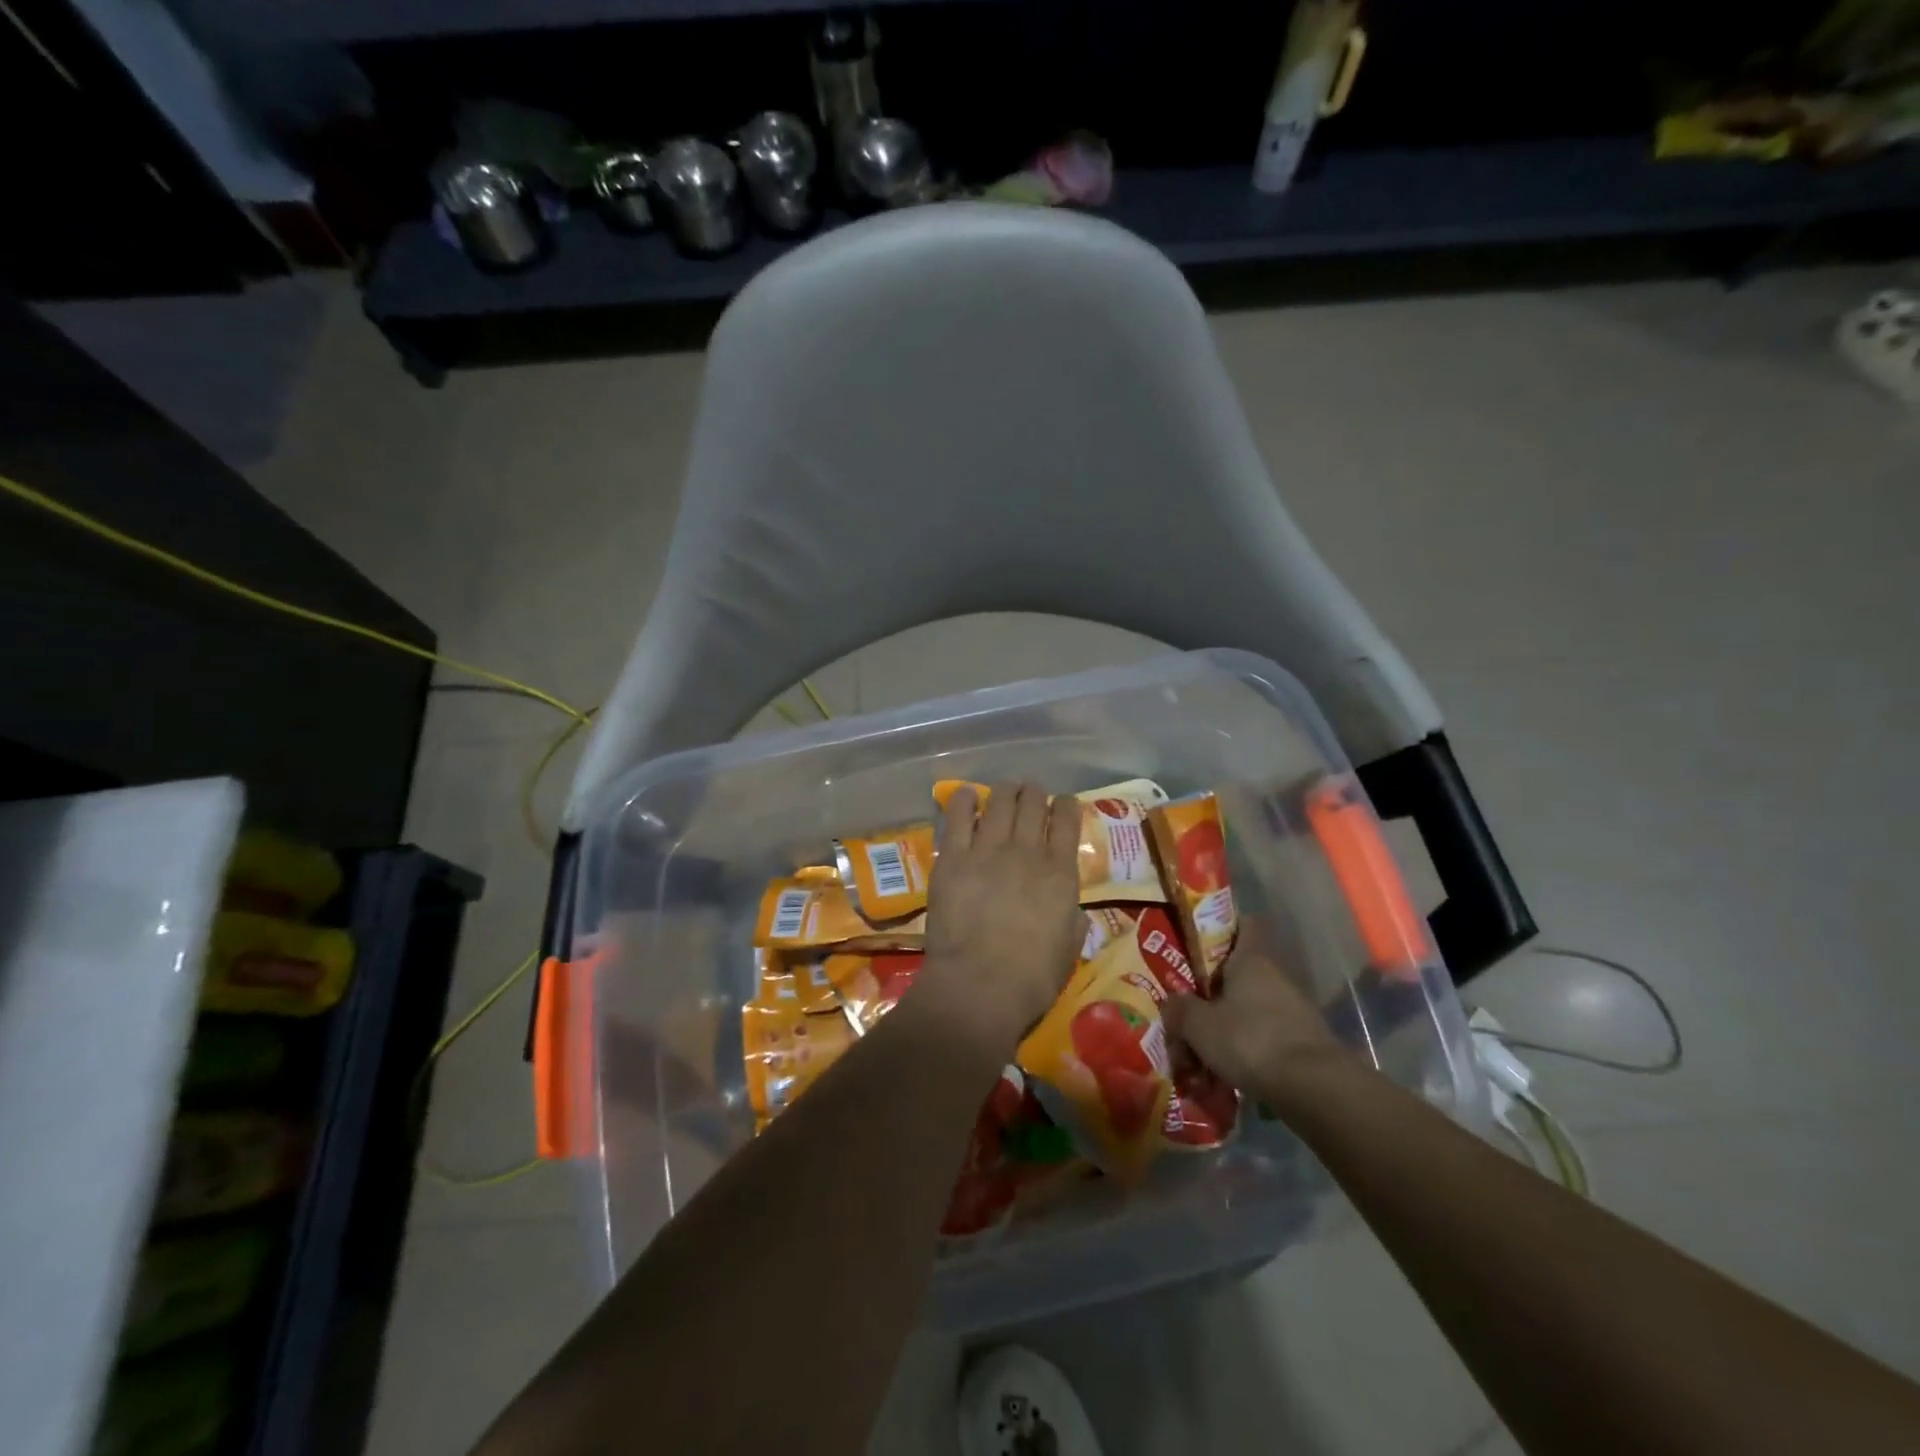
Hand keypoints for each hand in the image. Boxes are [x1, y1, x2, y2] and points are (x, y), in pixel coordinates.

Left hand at [914, 781, 1082, 1053]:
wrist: (979, 987)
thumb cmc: (1031, 979)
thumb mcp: (1069, 950)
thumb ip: (1072, 921)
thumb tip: (1070, 910)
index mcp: (1060, 873)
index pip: (1068, 821)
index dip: (1066, 805)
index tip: (1062, 803)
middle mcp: (1026, 851)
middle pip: (1032, 803)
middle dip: (1034, 793)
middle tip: (1030, 794)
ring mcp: (987, 851)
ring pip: (1000, 802)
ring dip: (1006, 790)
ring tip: (1006, 789)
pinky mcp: (952, 858)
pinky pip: (959, 817)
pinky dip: (965, 801)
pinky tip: (968, 795)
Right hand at [1162, 928, 1350, 1112]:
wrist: (1314, 1089)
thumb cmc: (1250, 1040)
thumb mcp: (1199, 1025)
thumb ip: (1179, 1009)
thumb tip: (1171, 1003)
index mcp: (1251, 959)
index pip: (1243, 924)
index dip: (1221, 926)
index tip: (1198, 939)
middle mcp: (1275, 976)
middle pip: (1239, 972)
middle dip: (1213, 990)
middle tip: (1186, 1007)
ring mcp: (1293, 1009)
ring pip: (1250, 1007)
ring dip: (1227, 1024)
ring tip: (1200, 1051)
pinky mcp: (1302, 1041)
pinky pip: (1263, 1035)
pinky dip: (1245, 1049)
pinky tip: (1225, 1072)